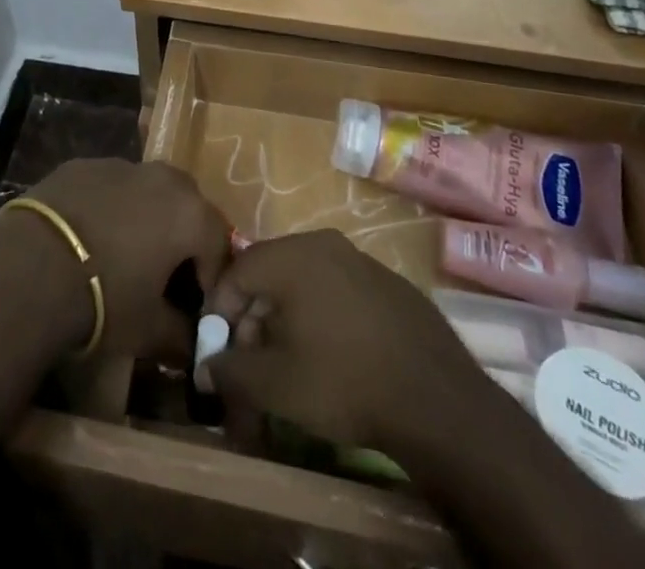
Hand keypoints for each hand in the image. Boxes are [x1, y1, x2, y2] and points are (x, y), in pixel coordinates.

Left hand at [17, 159, 230, 361]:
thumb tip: (192, 341)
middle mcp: (162, 178)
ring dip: (144, 217)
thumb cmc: (105, 299)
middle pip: (186, 206)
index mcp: (190, 212)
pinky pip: (107, 186)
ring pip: (145, 190)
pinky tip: (87, 237)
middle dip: (181, 238)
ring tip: (122, 253)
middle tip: (164, 273)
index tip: (196, 305)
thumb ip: (181, 334)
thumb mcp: (150, 330)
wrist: (32, 267)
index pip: (218, 244)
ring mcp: (119, 164)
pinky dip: (107, 206)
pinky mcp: (81, 165)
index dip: (211, 278)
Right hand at [203, 231, 487, 453]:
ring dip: (288, 317)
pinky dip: (324, 316)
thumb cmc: (344, 381)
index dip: (221, 311)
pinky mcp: (389, 283)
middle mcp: (324, 244)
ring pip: (306, 281)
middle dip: (254, 318)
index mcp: (292, 255)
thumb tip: (207, 367)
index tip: (220, 350)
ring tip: (292, 363)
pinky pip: (339, 291)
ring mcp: (361, 260)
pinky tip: (335, 357)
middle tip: (254, 363)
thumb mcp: (276, 385)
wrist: (438, 401)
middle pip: (271, 273)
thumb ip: (231, 371)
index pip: (237, 271)